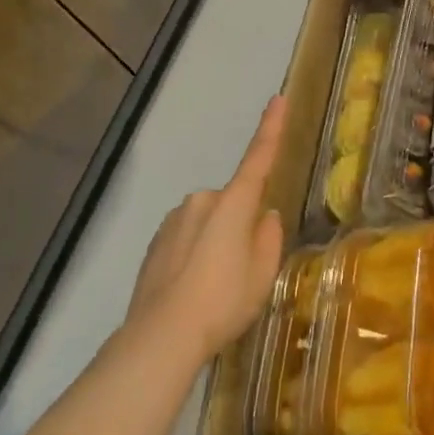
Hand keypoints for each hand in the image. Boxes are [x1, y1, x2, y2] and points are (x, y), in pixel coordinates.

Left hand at [126, 96, 287, 365]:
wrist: (161, 336)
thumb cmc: (223, 301)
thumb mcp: (262, 273)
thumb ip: (269, 237)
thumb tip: (264, 217)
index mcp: (233, 203)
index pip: (258, 158)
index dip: (271, 128)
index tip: (278, 98)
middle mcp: (202, 201)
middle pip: (232, 205)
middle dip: (239, 226)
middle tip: (241, 270)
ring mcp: (174, 220)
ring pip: (207, 223)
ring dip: (214, 243)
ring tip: (212, 288)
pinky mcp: (155, 242)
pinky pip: (186, 239)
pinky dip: (193, 256)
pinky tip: (191, 289)